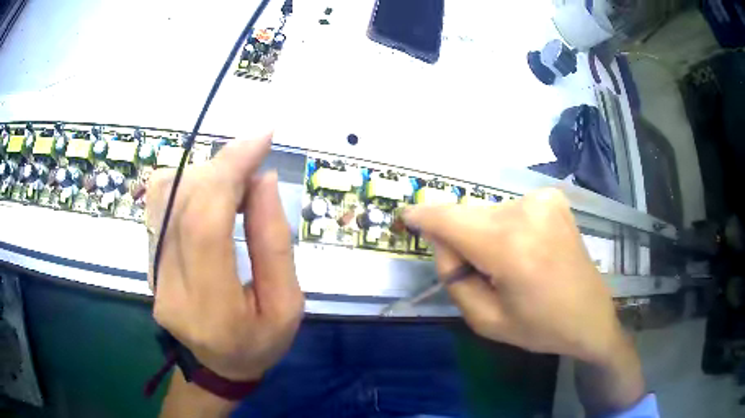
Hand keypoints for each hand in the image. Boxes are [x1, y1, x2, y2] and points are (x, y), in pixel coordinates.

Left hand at [146, 133, 303, 381]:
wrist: (218, 367)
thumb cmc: (260, 343)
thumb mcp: (287, 305)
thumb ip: (274, 243)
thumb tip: (263, 179)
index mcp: (212, 306)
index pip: (206, 222)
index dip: (230, 170)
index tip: (261, 138)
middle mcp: (169, 285)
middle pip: (183, 201)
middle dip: (223, 167)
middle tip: (255, 164)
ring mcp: (152, 272)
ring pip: (164, 195)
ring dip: (204, 174)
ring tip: (236, 185)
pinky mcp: (148, 261)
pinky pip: (159, 205)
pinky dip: (188, 184)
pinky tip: (212, 196)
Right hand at [404, 189, 621, 362]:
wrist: (590, 316)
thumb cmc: (540, 327)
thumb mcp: (486, 321)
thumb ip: (454, 279)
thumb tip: (445, 243)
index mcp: (510, 248)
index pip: (450, 220)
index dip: (423, 216)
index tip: (405, 216)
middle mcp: (527, 212)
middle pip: (467, 216)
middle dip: (459, 240)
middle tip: (475, 272)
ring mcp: (543, 200)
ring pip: (487, 213)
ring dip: (482, 235)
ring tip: (506, 266)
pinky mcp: (552, 198)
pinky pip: (508, 210)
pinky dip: (503, 228)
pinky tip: (523, 250)